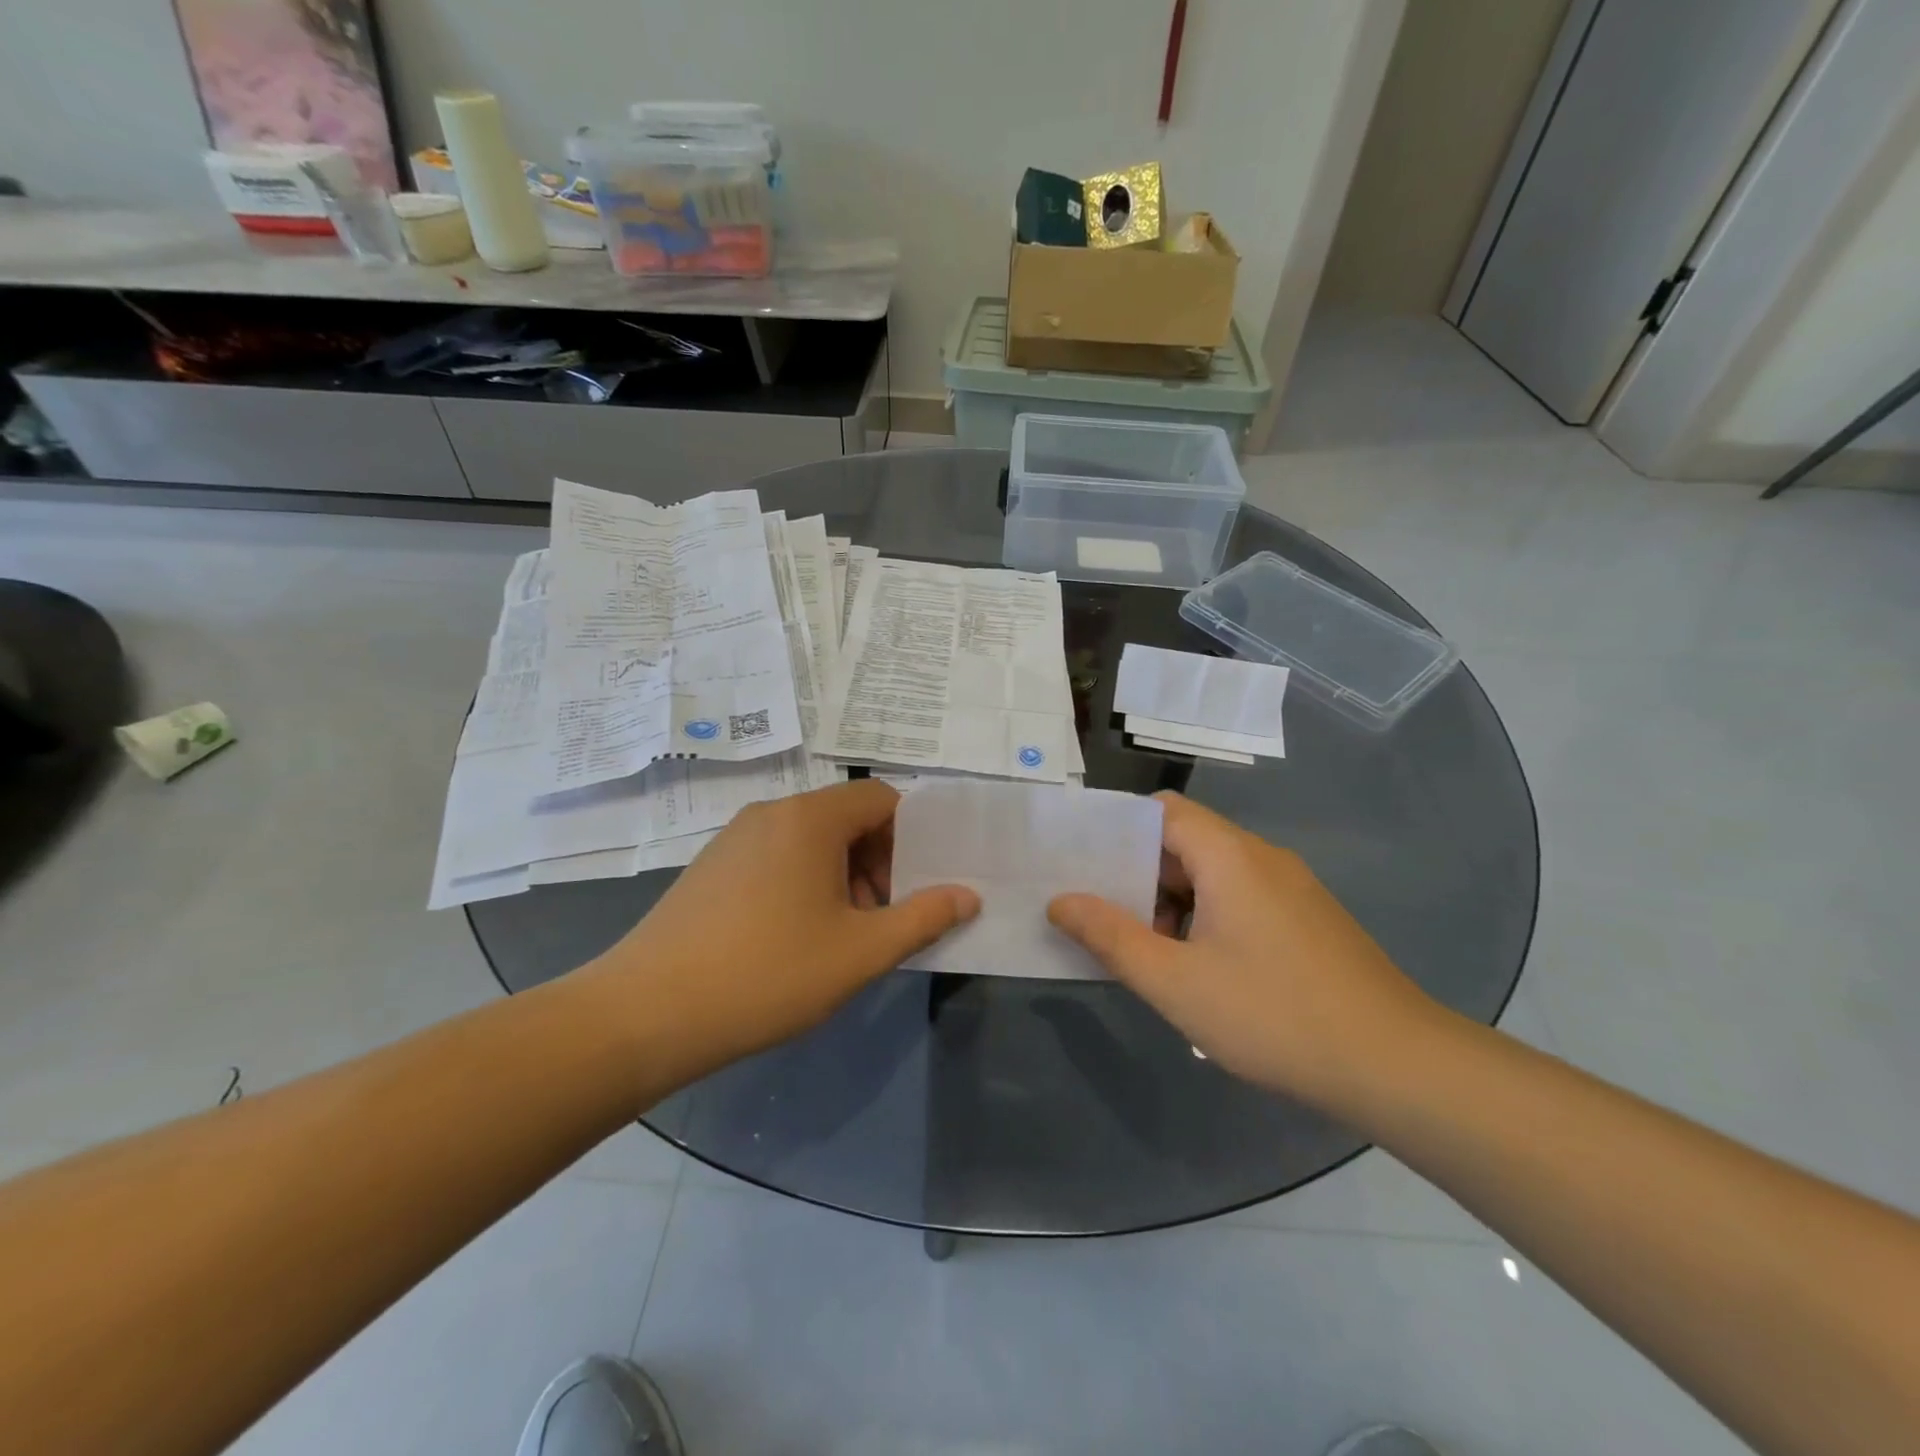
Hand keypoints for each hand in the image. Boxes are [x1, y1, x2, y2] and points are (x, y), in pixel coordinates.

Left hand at [592, 780, 978, 1090]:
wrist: (646, 1013)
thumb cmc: (768, 974)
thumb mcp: (860, 952)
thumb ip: (923, 918)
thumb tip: (968, 894)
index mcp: (810, 818)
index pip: (882, 799)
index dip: (910, 838)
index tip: (911, 889)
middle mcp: (771, 812)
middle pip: (846, 817)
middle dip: (877, 862)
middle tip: (880, 918)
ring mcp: (734, 837)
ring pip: (810, 840)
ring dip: (841, 876)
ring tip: (839, 935)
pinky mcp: (710, 866)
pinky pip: (775, 857)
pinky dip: (802, 882)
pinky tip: (791, 939)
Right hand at [1047, 792, 1440, 1106]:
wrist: (1397, 1066)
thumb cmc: (1273, 1015)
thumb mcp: (1175, 982)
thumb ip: (1111, 937)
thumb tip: (1061, 901)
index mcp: (1229, 856)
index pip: (1161, 811)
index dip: (1116, 827)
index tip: (1079, 859)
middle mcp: (1262, 858)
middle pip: (1184, 841)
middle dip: (1136, 872)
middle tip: (1097, 911)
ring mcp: (1291, 888)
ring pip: (1212, 874)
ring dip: (1171, 900)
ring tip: (1140, 946)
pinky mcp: (1308, 919)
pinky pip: (1241, 897)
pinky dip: (1205, 916)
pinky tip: (1196, 967)